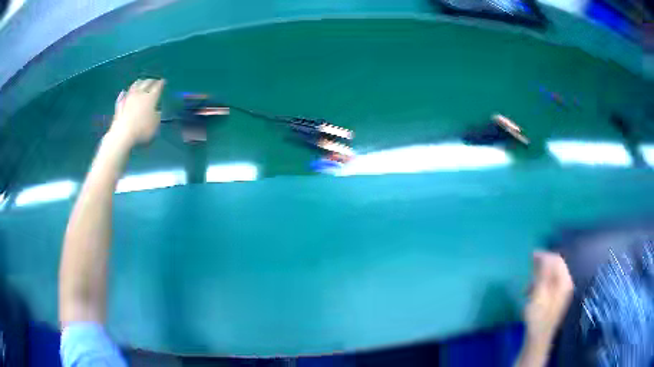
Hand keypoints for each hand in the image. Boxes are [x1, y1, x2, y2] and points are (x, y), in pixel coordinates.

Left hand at [110, 79, 164, 147]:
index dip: (161, 83)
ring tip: (140, 81)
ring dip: (138, 82)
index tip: (163, 81)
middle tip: (153, 80)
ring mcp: (128, 98)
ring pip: (134, 86)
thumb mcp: (155, 124)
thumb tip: (156, 111)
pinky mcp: (119, 105)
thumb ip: (157, 115)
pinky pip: (122, 96)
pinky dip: (124, 93)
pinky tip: (124, 92)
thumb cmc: (142, 129)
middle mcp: (140, 94)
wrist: (123, 134)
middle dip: (151, 81)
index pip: (157, 87)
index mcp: (150, 97)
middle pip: (146, 83)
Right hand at [524, 251, 573, 342]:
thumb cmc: (538, 315)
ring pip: (552, 276)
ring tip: (528, 286)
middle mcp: (566, 284)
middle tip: (529, 269)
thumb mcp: (539, 292)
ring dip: (540, 277)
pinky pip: (550, 284)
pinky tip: (532, 293)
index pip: (557, 260)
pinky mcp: (556, 300)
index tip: (531, 255)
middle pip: (556, 267)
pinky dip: (541, 285)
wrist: (538, 337)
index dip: (545, 255)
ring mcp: (562, 293)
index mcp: (565, 281)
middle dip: (542, 266)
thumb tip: (543, 255)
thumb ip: (543, 273)